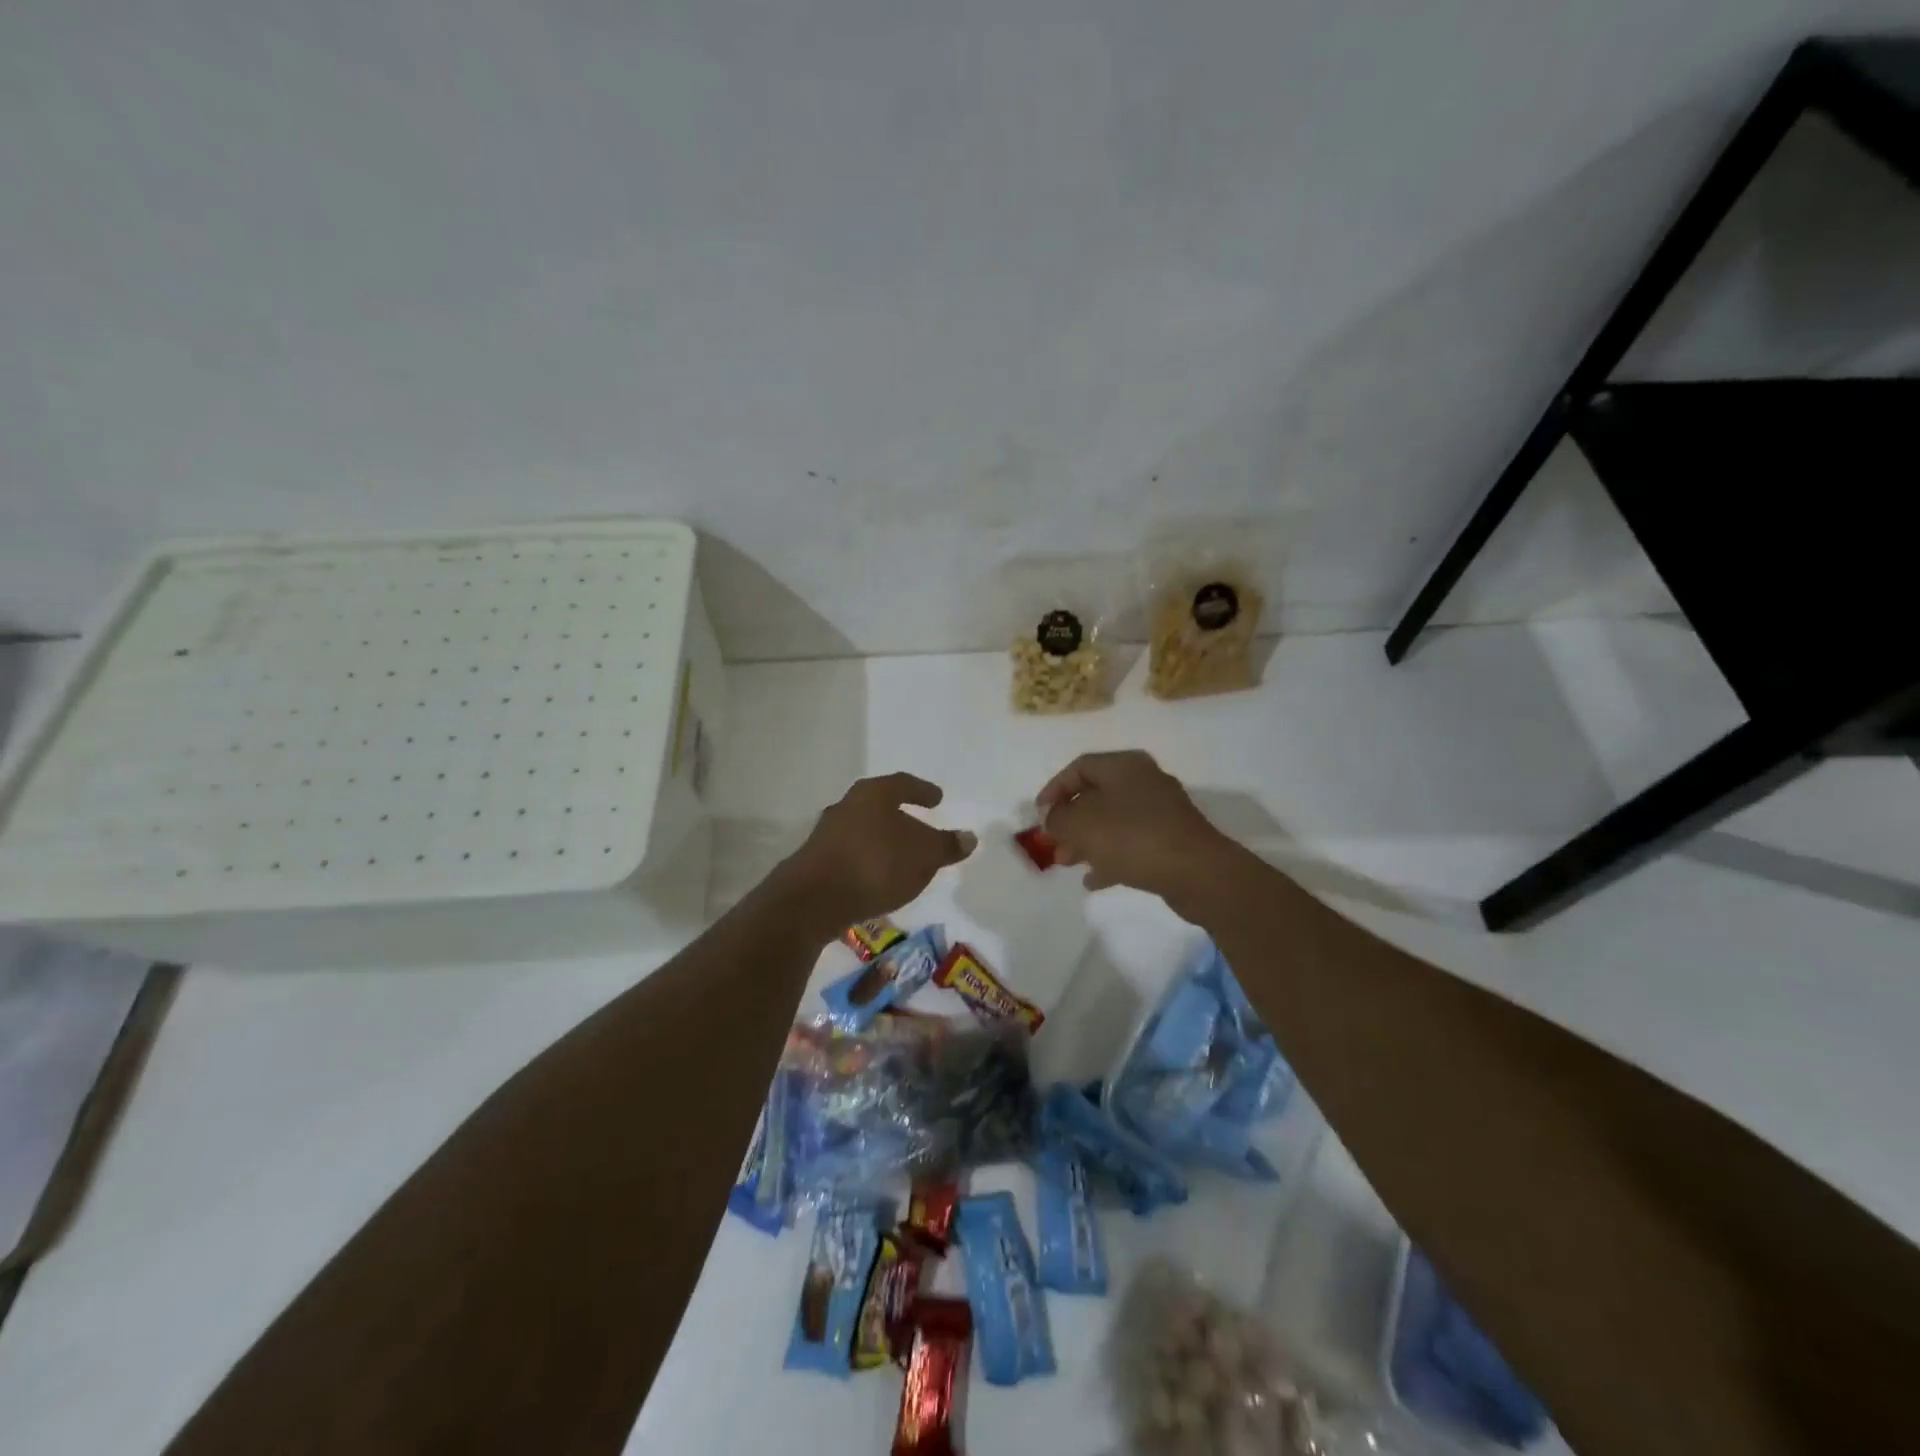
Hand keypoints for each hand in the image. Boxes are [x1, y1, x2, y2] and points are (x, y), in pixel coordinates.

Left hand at [778, 772, 976, 930]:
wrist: (815, 899)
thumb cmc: (876, 864)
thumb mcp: (924, 855)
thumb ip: (947, 845)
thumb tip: (968, 837)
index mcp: (873, 794)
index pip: (903, 784)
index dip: (922, 791)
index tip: (937, 798)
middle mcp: (847, 806)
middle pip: (880, 806)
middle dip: (901, 817)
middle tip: (920, 827)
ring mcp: (827, 834)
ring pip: (864, 831)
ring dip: (883, 841)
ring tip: (902, 857)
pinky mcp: (816, 862)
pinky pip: (852, 855)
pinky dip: (868, 861)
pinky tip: (879, 878)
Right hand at [1037, 750, 1231, 903]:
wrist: (1197, 872)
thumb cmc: (1132, 838)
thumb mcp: (1081, 825)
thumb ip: (1058, 818)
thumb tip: (1054, 818)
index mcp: (1124, 766)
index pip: (1079, 767)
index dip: (1054, 789)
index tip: (1039, 815)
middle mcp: (1144, 781)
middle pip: (1096, 795)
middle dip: (1070, 821)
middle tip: (1053, 843)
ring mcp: (1161, 811)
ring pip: (1113, 821)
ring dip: (1087, 841)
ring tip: (1067, 863)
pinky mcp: (1172, 840)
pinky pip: (1132, 843)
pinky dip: (1110, 857)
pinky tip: (1094, 880)